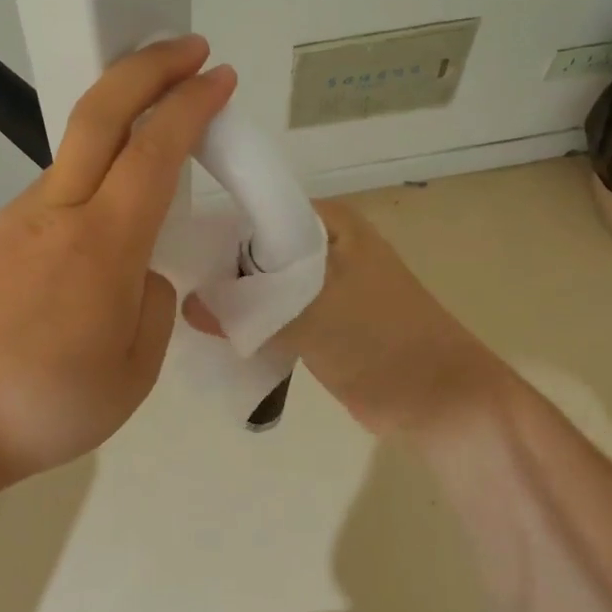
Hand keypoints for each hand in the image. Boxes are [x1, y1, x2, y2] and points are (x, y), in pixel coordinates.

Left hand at [0, 37, 236, 477]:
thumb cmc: (52, 403)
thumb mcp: (136, 368)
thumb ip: (155, 301)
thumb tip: (143, 270)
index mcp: (102, 245)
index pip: (154, 152)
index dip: (190, 106)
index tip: (220, 77)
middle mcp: (59, 211)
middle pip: (99, 111)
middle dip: (148, 66)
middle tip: (190, 48)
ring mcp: (23, 214)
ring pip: (79, 144)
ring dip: (125, 115)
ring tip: (164, 125)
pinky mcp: (4, 228)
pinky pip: (64, 183)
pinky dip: (100, 165)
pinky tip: (118, 200)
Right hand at [187, 199, 503, 437]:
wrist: (440, 400)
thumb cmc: (382, 340)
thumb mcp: (312, 315)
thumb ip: (248, 308)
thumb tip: (188, 305)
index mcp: (328, 222)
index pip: (257, 210)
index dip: (218, 230)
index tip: (175, 254)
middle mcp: (324, 245)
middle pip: (256, 250)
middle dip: (222, 271)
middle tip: (171, 289)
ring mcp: (323, 285)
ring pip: (264, 285)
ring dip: (235, 302)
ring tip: (184, 314)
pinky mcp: (321, 322)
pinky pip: (275, 315)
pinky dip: (252, 325)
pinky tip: (216, 337)